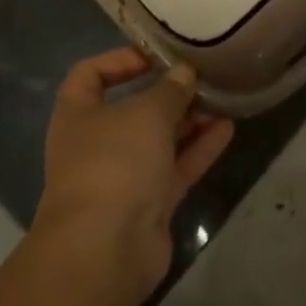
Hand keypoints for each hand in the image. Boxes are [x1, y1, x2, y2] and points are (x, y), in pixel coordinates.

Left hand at [34, 48, 235, 301]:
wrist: (105, 251)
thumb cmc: (115, 162)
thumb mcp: (147, 112)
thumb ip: (170, 89)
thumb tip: (184, 73)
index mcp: (78, 114)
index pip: (90, 74)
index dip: (120, 60)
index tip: (155, 55)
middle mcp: (96, 143)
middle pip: (133, 108)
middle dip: (167, 93)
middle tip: (201, 76)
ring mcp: (122, 176)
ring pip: (159, 140)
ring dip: (189, 120)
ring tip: (222, 98)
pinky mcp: (147, 205)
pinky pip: (175, 168)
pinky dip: (198, 149)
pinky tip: (228, 128)